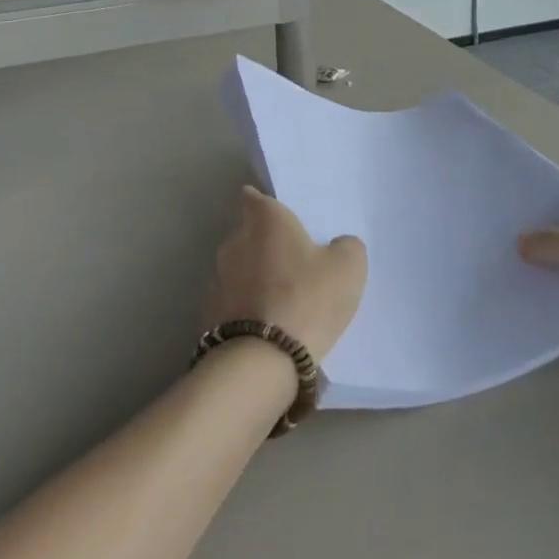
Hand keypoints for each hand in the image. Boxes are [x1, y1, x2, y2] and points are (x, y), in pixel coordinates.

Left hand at [204, 186, 366, 361]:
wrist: (262, 360)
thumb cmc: (308, 299)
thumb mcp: (348, 267)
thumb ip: (345, 246)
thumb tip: (337, 245)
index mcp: (266, 222)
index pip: (256, 198)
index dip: (264, 203)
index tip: (278, 215)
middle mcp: (235, 242)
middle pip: (249, 234)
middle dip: (265, 244)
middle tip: (293, 261)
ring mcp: (218, 279)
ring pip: (239, 268)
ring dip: (255, 278)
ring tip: (281, 299)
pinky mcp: (210, 314)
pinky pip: (233, 301)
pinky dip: (246, 307)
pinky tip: (266, 325)